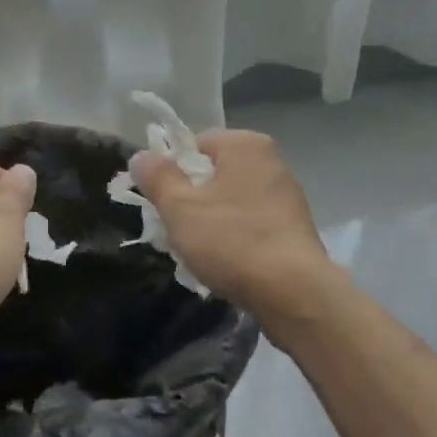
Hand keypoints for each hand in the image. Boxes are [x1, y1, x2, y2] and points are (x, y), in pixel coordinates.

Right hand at [134, 129, 332, 315]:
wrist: (293, 292)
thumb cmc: (231, 241)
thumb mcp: (180, 208)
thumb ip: (158, 178)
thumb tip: (142, 156)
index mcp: (246, 144)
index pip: (195, 145)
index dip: (171, 173)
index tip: (161, 205)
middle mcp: (271, 161)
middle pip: (213, 175)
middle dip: (190, 203)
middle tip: (174, 233)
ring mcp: (286, 195)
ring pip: (231, 203)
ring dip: (210, 224)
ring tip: (197, 256)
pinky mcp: (294, 227)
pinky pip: (251, 225)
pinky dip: (235, 239)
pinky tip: (225, 266)